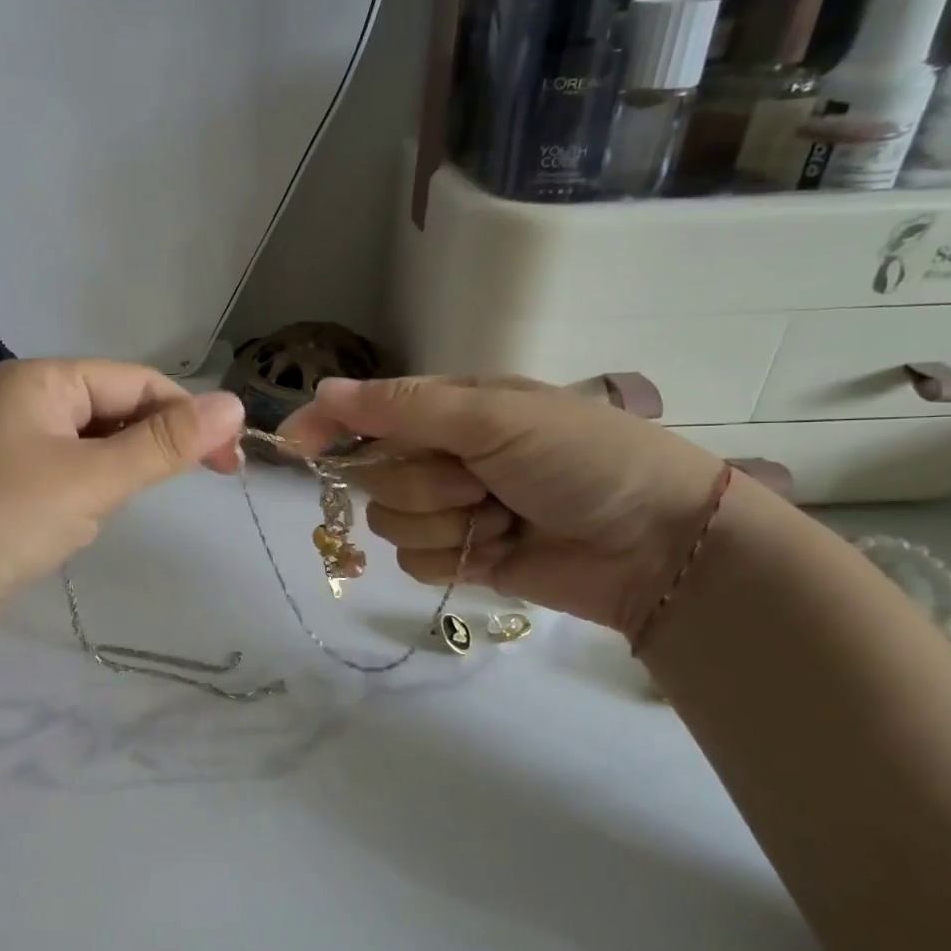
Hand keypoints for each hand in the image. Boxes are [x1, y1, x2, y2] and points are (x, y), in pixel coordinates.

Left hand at [0, 359, 244, 658]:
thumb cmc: (3, 521)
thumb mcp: (93, 479)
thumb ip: (164, 444)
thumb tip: (234, 403)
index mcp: (41, 379)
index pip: (136, 381)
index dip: (189, 413)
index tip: (231, 459)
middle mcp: (24, 403)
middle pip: (115, 407)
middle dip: (160, 439)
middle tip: (211, 477)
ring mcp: (10, 448)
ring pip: (94, 444)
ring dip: (127, 465)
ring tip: (142, 498)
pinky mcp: (5, 491)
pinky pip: (69, 474)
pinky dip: (95, 489)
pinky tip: (96, 515)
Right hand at [278, 375, 727, 637]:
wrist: (655, 543)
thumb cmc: (582, 458)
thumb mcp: (495, 416)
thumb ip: (404, 407)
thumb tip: (323, 390)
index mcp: (451, 409)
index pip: (367, 411)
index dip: (329, 425)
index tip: (294, 445)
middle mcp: (442, 455)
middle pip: (374, 474)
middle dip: (423, 482)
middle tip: (482, 479)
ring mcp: (449, 508)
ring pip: (390, 522)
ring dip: (444, 521)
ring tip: (502, 515)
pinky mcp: (459, 557)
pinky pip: (413, 560)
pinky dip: (453, 555)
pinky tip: (499, 547)